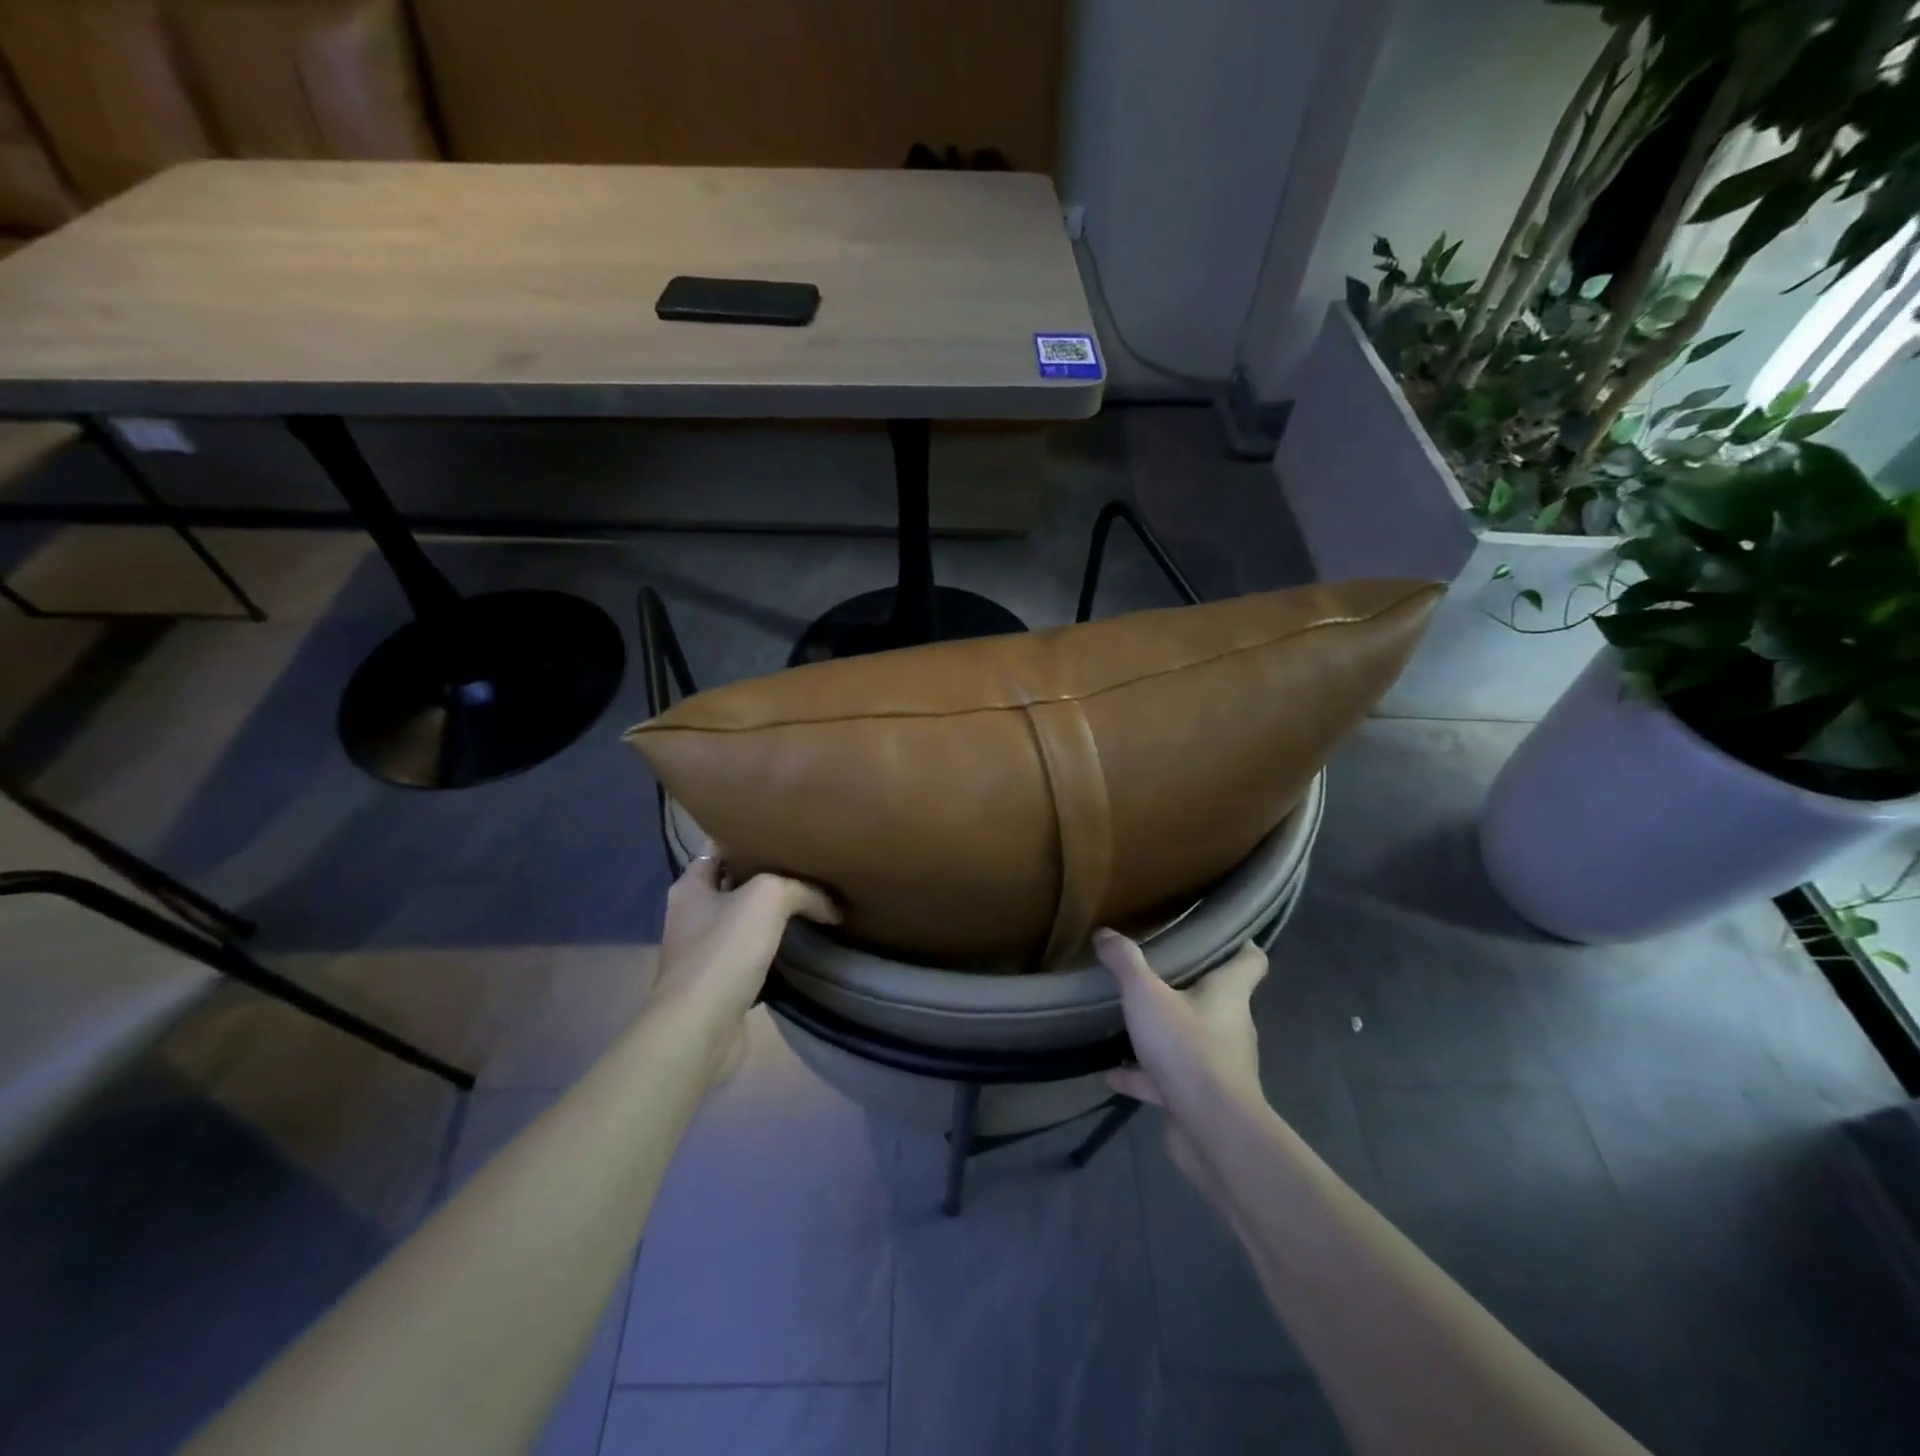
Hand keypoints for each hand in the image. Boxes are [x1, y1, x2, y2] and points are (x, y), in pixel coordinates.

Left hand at [653, 852, 838, 1069]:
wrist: (700, 1029)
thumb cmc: (724, 951)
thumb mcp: (768, 897)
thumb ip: (802, 889)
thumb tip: (830, 906)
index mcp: (691, 885)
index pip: (721, 846)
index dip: (752, 836)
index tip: (788, 831)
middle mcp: (693, 914)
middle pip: (737, 882)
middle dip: (770, 875)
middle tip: (811, 865)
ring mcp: (705, 950)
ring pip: (747, 919)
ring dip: (774, 914)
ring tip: (815, 900)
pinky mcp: (721, 981)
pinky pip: (753, 953)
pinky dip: (775, 948)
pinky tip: (803, 942)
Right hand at [1095, 929, 1268, 1199]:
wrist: (1212, 1130)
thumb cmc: (1188, 1047)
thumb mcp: (1146, 995)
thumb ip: (1125, 962)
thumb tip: (1106, 933)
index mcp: (1229, 994)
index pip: (1251, 961)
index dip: (1241, 946)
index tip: (1221, 935)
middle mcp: (1232, 1026)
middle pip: (1218, 999)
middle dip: (1191, 987)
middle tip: (1157, 971)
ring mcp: (1219, 1065)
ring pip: (1191, 1039)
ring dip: (1164, 1033)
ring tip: (1130, 1021)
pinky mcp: (1201, 1098)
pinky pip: (1168, 1078)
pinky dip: (1143, 1075)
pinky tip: (1112, 1074)